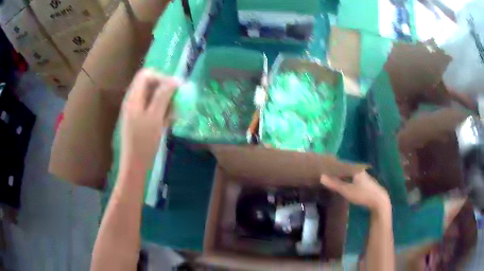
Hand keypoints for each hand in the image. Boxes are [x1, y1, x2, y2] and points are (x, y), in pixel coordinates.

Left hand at [120, 69, 179, 170]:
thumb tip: (175, 80)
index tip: (175, 88)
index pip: (146, 74)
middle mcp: (133, 100)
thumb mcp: (155, 117)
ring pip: (151, 96)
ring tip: (174, 113)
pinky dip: (161, 110)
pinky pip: (151, 107)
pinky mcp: (139, 119)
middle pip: (149, 84)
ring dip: (164, 100)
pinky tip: (168, 121)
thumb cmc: (144, 141)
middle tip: (177, 101)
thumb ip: (163, 95)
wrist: (135, 164)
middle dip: (165, 89)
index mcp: (133, 97)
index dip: (161, 77)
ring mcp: (135, 110)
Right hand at [320, 171, 389, 212]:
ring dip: (341, 177)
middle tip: (326, 175)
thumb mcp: (347, 190)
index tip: (323, 169)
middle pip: (345, 169)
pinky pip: (352, 179)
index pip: (341, 165)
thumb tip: (321, 176)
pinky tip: (343, 184)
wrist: (378, 201)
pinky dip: (346, 180)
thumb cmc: (362, 194)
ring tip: (332, 179)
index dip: (332, 167)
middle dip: (336, 172)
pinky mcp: (364, 183)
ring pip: (349, 174)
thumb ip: (334, 184)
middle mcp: (359, 170)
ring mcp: (363, 176)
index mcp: (355, 169)